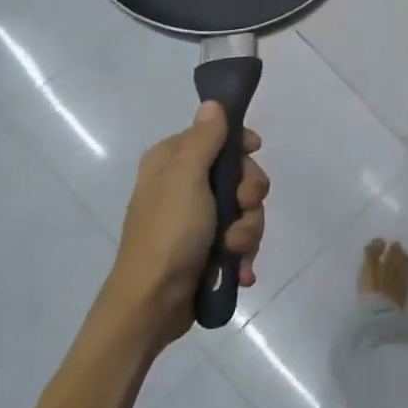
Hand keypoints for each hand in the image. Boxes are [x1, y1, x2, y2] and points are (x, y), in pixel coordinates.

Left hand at [102, 103, 268, 350]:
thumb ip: (204, 139)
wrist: (152, 303)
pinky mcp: (208, 248)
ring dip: (247, 230)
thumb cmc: (168, 233)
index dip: (240, 144)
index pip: (216, 135)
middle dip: (248, 197)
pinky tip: (240, 270)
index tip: (255, 152)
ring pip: (245, 209)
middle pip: (239, 174)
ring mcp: (197, 219)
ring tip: (233, 251)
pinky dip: (243, 253)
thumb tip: (213, 103)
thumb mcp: (186, 179)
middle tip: (240, 209)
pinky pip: (240, 238)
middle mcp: (184, 185)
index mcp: (172, 161)